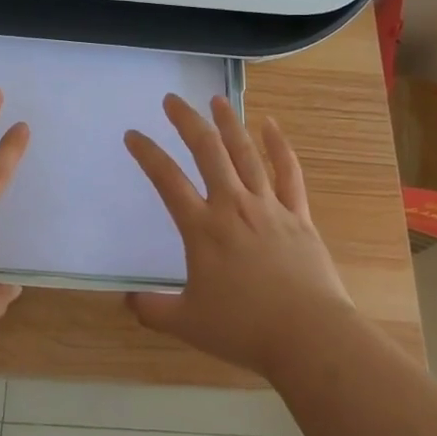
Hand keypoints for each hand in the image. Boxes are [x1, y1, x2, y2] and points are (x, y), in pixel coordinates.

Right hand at [124, 94, 355, 377]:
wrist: (309, 337)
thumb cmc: (245, 329)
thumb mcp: (188, 323)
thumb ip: (154, 310)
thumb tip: (127, 301)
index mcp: (203, 229)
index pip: (167, 180)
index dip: (147, 154)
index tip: (133, 135)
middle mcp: (233, 206)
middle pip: (207, 151)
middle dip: (187, 121)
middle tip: (172, 99)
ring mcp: (268, 206)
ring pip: (245, 153)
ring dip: (229, 123)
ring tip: (216, 100)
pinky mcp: (298, 215)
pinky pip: (287, 172)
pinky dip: (278, 146)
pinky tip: (270, 125)